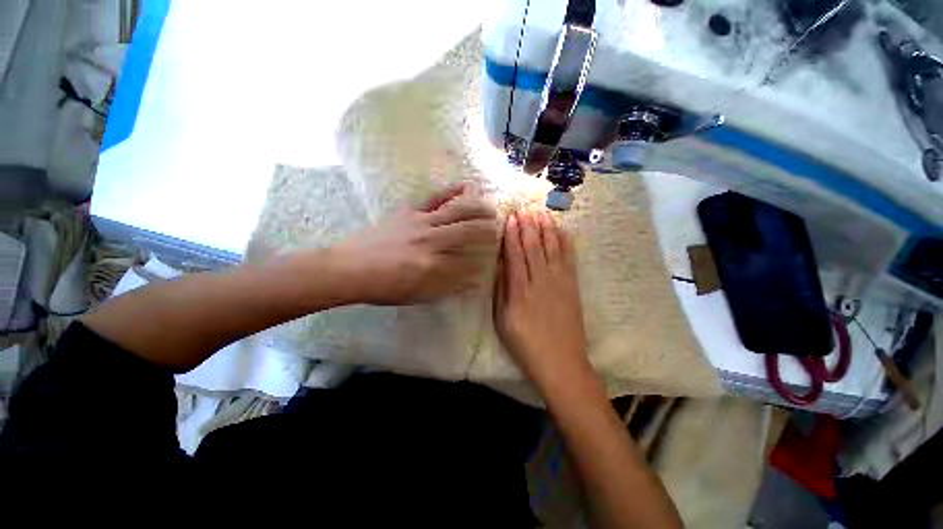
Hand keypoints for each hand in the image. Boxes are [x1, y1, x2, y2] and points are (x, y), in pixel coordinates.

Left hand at [333, 183, 497, 304]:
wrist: (351, 268)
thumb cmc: (385, 286)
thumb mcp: (418, 294)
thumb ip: (448, 286)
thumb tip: (474, 279)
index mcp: (433, 264)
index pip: (468, 258)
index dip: (484, 257)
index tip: (496, 254)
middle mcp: (431, 240)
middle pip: (468, 229)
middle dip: (488, 227)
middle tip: (500, 226)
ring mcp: (420, 222)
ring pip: (456, 210)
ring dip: (477, 208)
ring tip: (491, 208)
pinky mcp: (410, 211)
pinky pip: (434, 197)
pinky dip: (451, 191)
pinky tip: (465, 186)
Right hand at [494, 210, 590, 387]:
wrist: (561, 362)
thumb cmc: (525, 344)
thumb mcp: (502, 321)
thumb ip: (501, 290)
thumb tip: (501, 265)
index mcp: (519, 290)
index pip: (515, 255)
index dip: (512, 235)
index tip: (511, 218)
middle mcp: (540, 281)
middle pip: (533, 247)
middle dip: (528, 226)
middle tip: (524, 208)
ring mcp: (559, 282)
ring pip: (552, 249)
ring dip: (546, 229)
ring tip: (541, 213)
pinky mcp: (573, 287)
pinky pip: (569, 260)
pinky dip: (566, 243)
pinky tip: (562, 231)